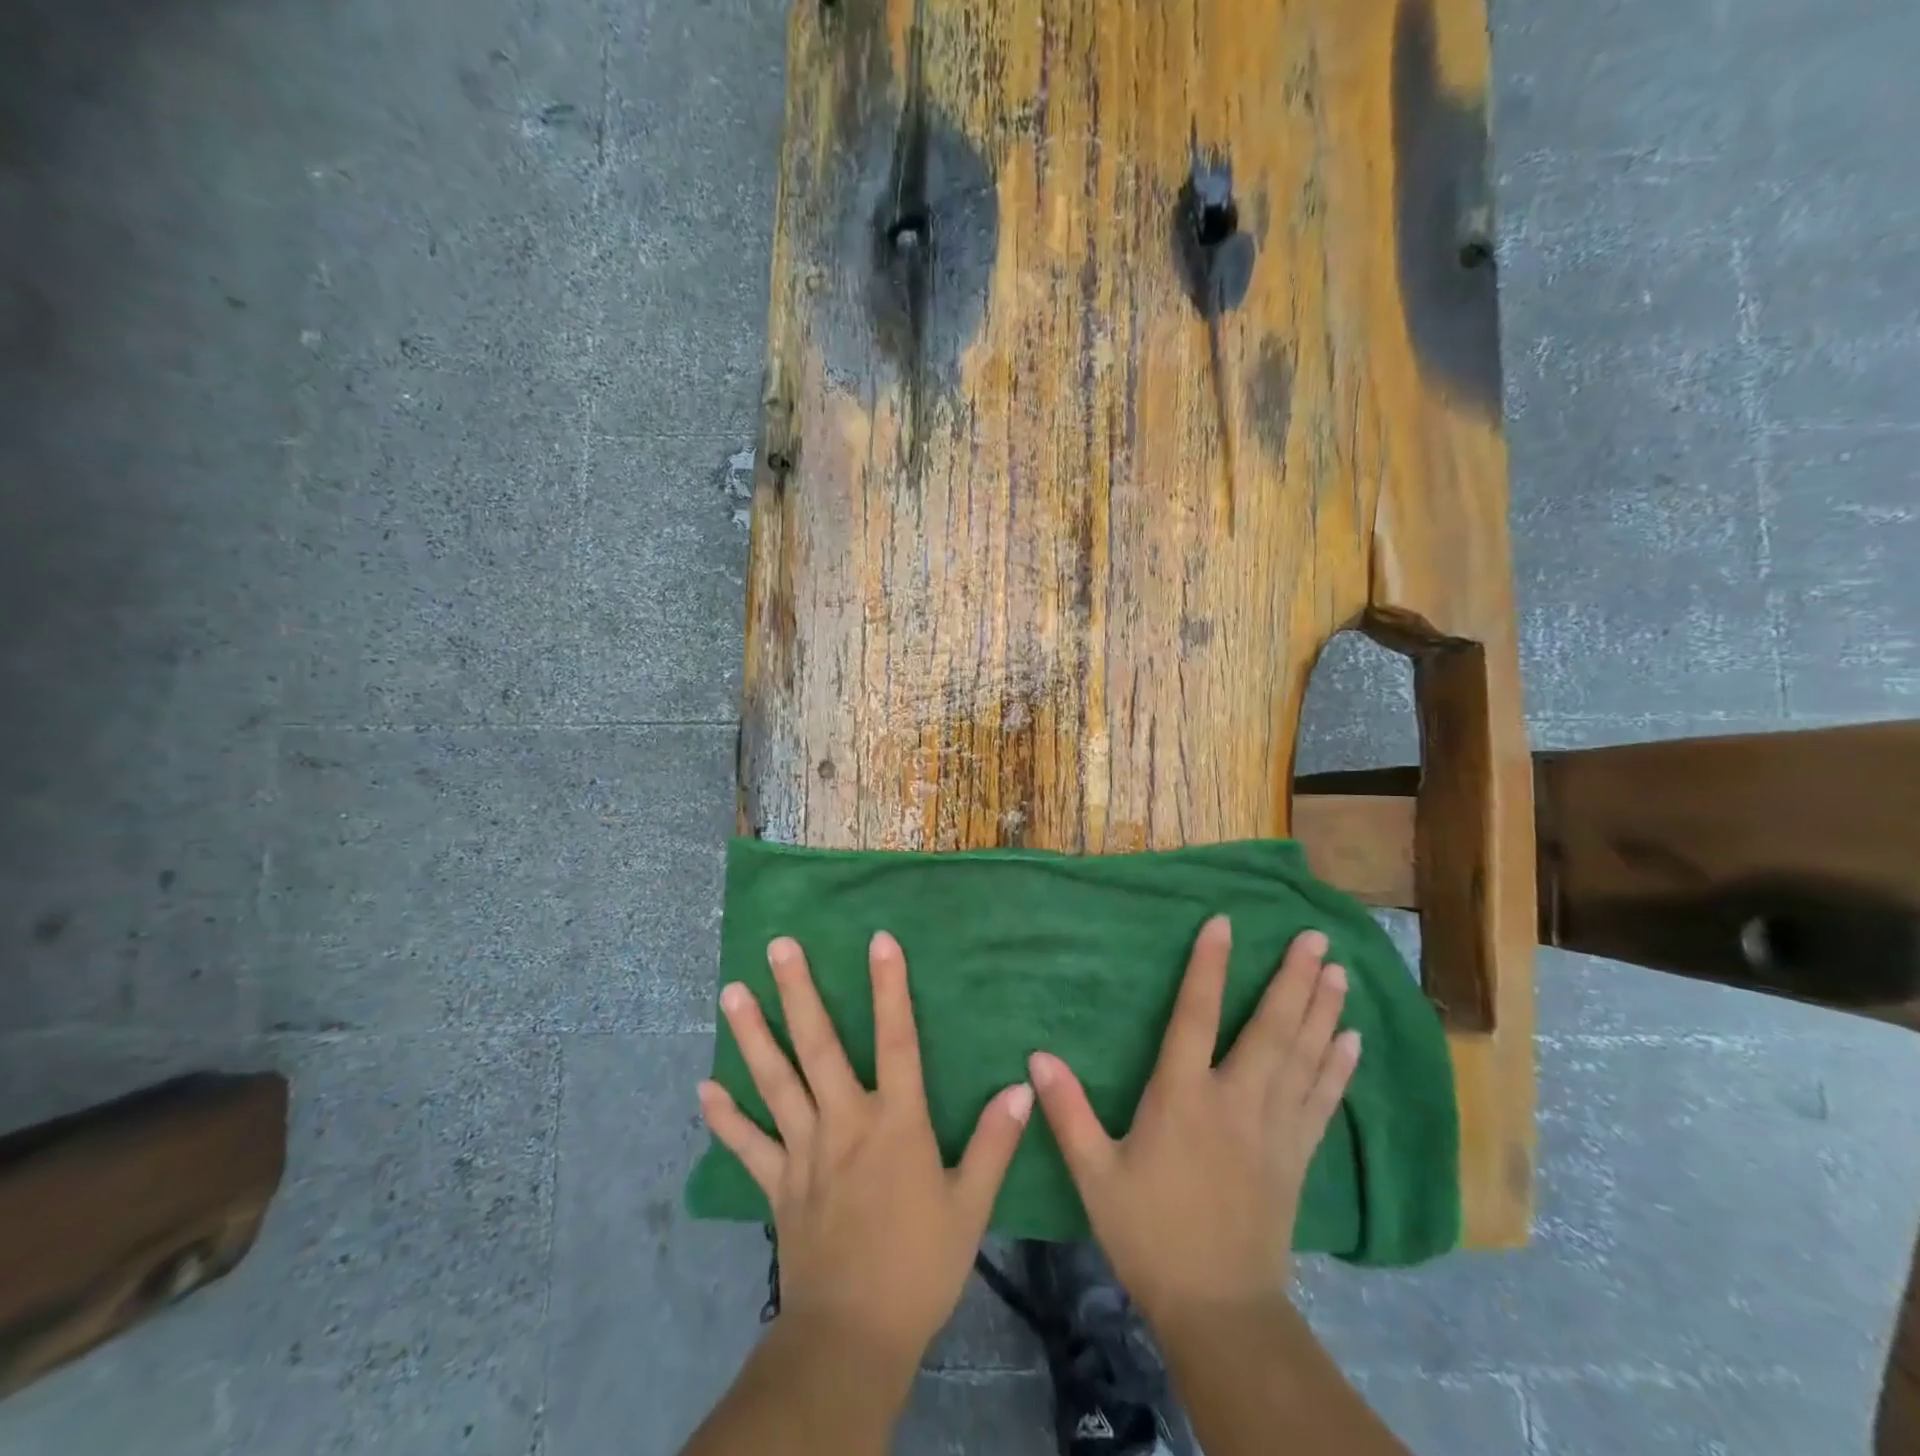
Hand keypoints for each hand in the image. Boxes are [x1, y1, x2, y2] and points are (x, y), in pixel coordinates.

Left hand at [697, 931, 1034, 1374]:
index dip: (889, 987)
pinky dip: (726, 1117)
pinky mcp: (779, 1184)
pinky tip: (704, 1088)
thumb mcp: (970, 1206)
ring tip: (731, 992)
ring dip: (754, 1035)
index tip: (878, 939)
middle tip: (779, 945)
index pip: (896, 1039)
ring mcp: (804, 1151)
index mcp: (895, 1122)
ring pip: (776, 1082)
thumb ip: (993, 1143)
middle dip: (799, 992)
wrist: (854, 1338)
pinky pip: (748, 1145)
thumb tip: (1020, 1087)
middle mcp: (845, 1122)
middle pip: (818, 1046)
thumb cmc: (920, 1265)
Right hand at [1028, 917, 1359, 1325]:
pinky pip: (1323, 1101)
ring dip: (1322, 1011)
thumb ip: (1067, 1111)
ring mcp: (1274, 1128)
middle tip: (1315, 938)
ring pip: (1303, 1057)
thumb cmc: (1149, 1233)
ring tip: (1339, 971)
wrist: (1218, 1309)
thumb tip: (1036, 1056)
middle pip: (1269, 1029)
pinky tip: (1353, 1040)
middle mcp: (1235, 1101)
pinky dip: (1339, 1068)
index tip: (1224, 924)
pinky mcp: (1297, 1156)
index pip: (1195, 1016)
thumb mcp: (1094, 1174)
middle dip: (1293, 979)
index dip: (1209, 966)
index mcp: (1182, 1098)